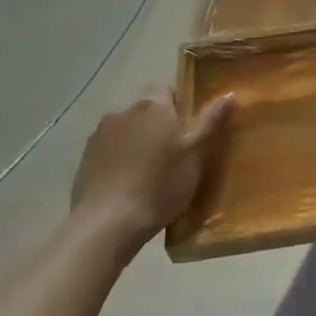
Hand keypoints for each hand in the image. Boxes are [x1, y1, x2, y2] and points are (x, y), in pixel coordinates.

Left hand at [71, 92, 233, 252]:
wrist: (107, 223)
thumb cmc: (159, 186)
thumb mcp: (195, 156)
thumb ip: (211, 122)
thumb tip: (230, 93)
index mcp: (154, 106)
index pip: (168, 92)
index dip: (180, 109)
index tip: (188, 133)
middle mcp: (125, 111)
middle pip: (147, 111)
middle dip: (159, 126)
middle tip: (173, 156)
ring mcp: (100, 134)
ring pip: (127, 130)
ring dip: (137, 142)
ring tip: (148, 173)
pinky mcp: (85, 158)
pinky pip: (109, 150)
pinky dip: (118, 159)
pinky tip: (126, 184)